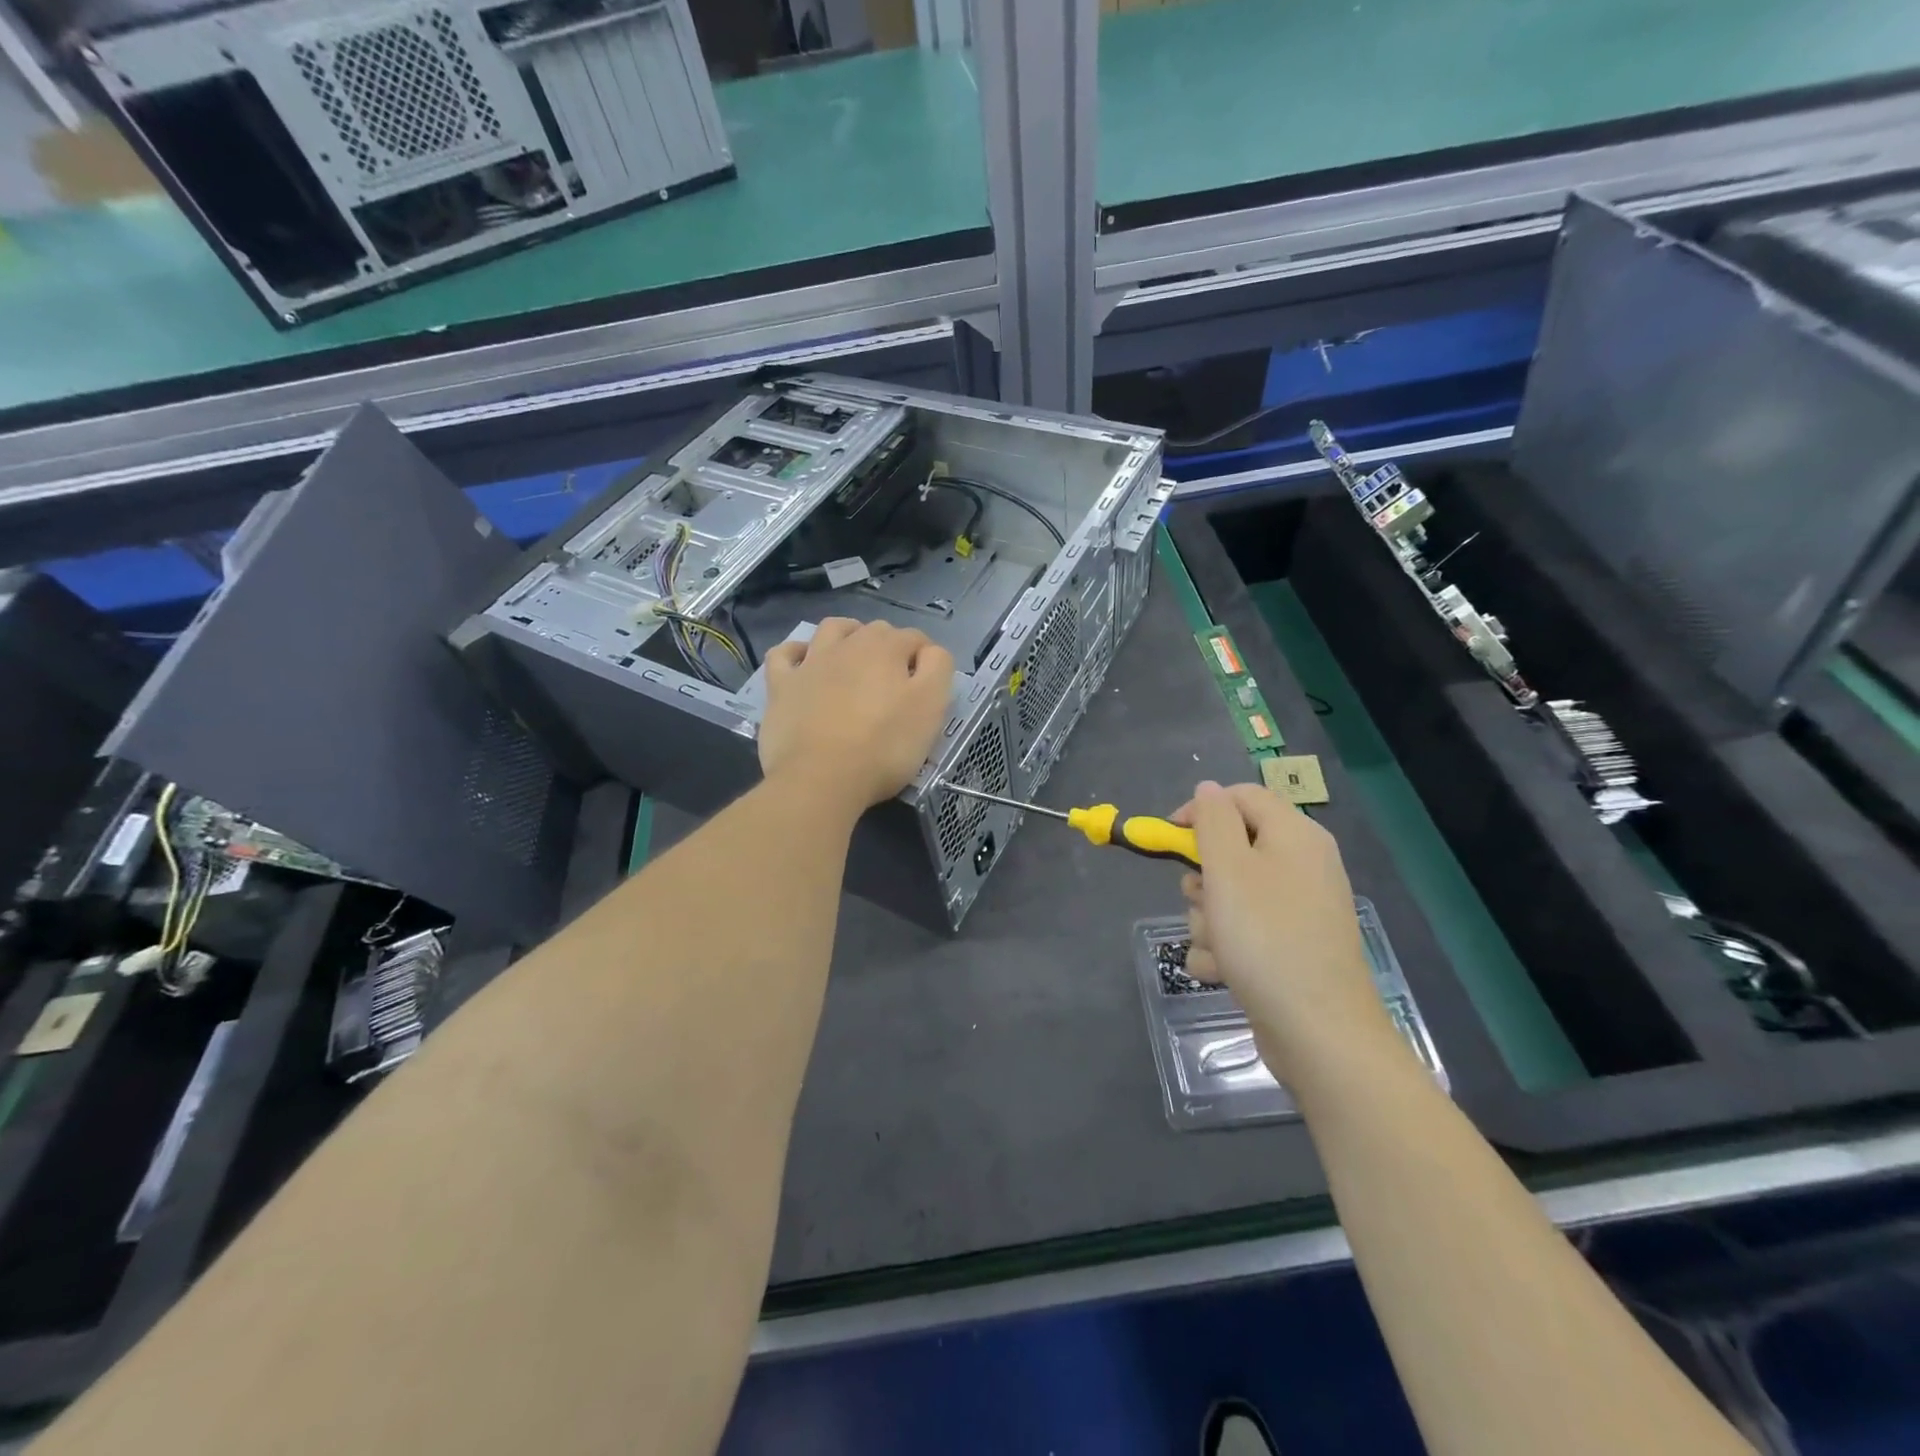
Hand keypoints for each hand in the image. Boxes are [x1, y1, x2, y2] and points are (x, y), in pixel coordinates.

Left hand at [758, 618, 955, 811]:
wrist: (820, 778)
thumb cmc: (884, 746)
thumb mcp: (931, 708)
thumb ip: (937, 669)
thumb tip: (928, 653)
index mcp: (886, 648)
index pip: (916, 639)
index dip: (926, 659)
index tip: (929, 688)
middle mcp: (847, 645)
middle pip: (876, 632)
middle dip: (891, 647)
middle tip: (898, 683)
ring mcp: (810, 663)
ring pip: (831, 631)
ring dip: (848, 635)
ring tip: (856, 656)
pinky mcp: (781, 687)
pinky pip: (784, 655)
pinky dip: (796, 652)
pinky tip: (803, 662)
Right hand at [1172, 781, 1397, 1078]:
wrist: (1318, 1030)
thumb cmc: (1266, 937)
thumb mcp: (1228, 868)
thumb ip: (1213, 821)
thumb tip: (1208, 788)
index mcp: (1295, 835)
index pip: (1240, 797)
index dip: (1201, 811)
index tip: (1170, 839)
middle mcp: (1302, 865)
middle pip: (1232, 849)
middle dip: (1202, 879)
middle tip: (1200, 901)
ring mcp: (1298, 910)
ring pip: (1230, 896)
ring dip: (1208, 920)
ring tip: (1216, 947)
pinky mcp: (1291, 947)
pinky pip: (1244, 932)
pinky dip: (1225, 949)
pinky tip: (1223, 972)